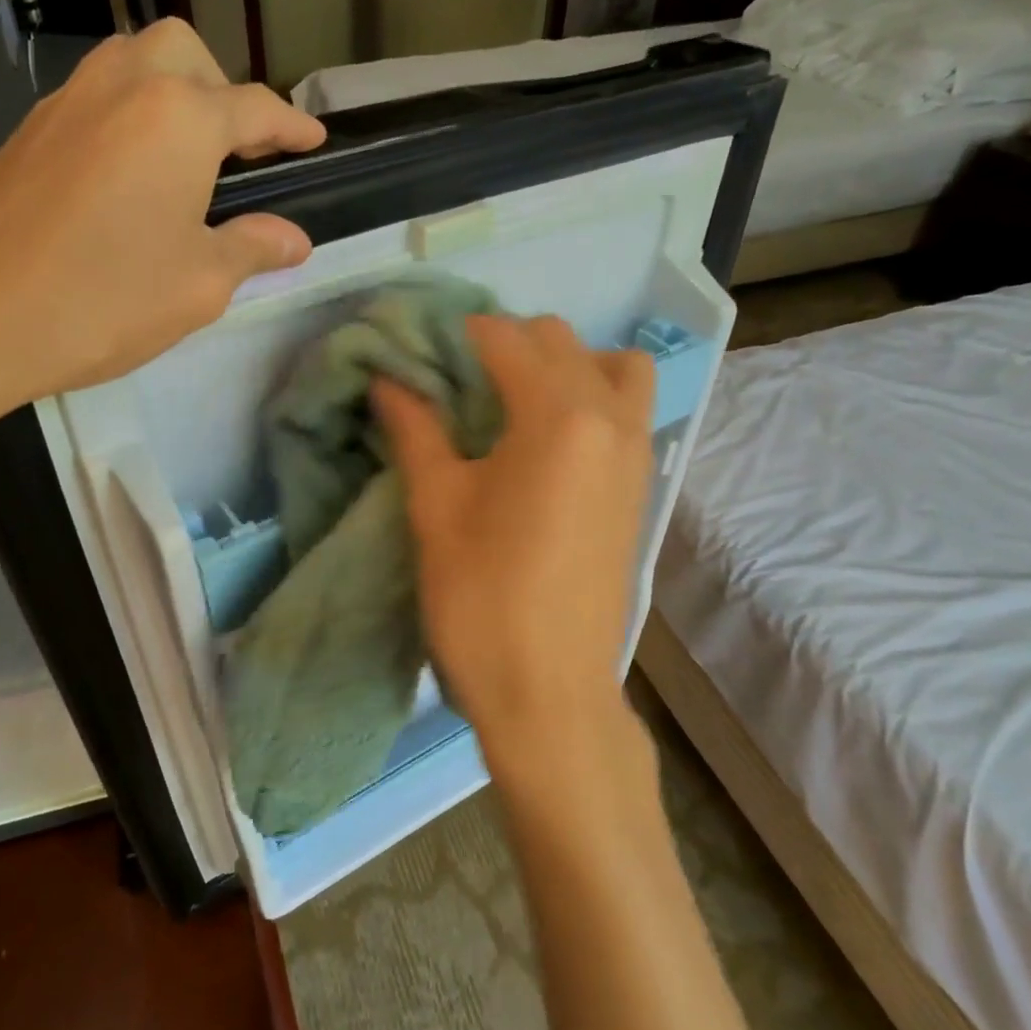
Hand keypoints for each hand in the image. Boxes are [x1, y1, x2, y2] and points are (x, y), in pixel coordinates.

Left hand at [0, 18, 325, 430]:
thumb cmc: (105, 300)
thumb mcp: (200, 283)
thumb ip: (253, 248)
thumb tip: (294, 239)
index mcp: (179, 119)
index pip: (254, 109)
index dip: (292, 126)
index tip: (315, 141)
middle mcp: (123, 88)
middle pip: (186, 53)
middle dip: (222, 88)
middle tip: (238, 150)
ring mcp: (67, 103)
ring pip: (132, 63)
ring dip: (172, 92)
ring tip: (187, 158)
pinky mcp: (29, 132)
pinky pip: (94, 96)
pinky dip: (128, 115)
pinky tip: (129, 177)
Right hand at [373, 315, 655, 776]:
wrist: (549, 694)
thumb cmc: (482, 599)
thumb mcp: (436, 507)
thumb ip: (415, 430)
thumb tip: (388, 380)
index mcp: (559, 415)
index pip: (505, 338)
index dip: (455, 335)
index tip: (418, 351)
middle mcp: (610, 418)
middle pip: (560, 340)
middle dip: (504, 343)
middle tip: (455, 380)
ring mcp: (636, 453)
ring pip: (611, 367)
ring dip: (563, 364)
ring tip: (514, 402)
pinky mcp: (642, 486)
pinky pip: (625, 410)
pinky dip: (591, 398)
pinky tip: (544, 441)